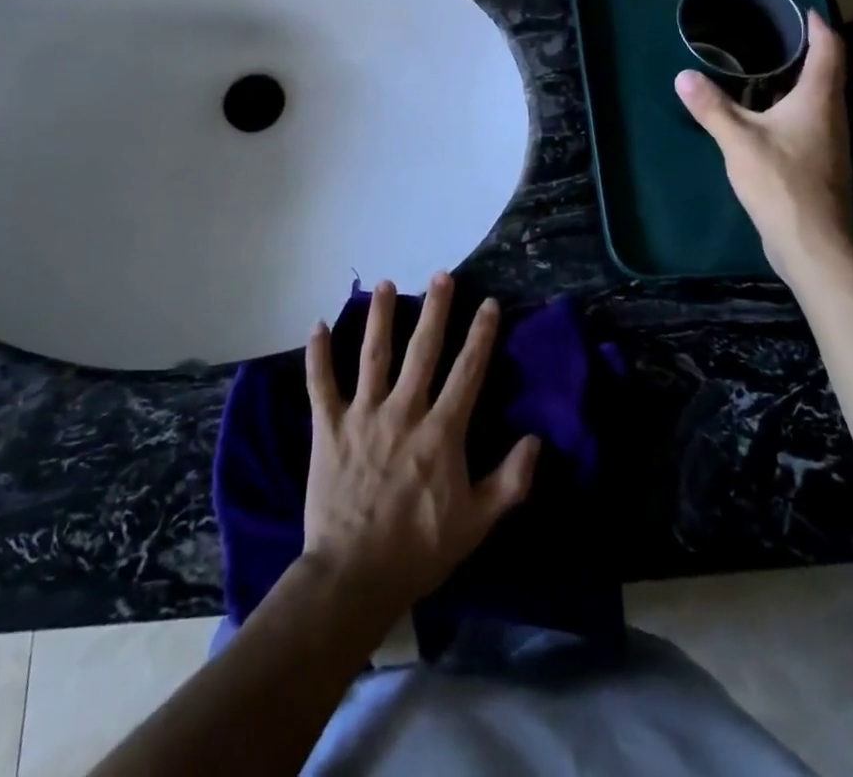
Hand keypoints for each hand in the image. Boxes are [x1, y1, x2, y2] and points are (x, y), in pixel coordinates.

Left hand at [300, 274, 540, 626]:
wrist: (354, 576)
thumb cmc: (420, 550)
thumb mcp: (477, 523)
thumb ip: (510, 481)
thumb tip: (536, 439)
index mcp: (441, 432)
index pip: (467, 372)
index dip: (481, 335)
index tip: (489, 304)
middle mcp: (403, 411)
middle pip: (422, 350)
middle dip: (436, 310)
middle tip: (442, 275)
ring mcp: (362, 415)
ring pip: (372, 354)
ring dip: (380, 317)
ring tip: (386, 284)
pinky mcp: (328, 427)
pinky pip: (321, 384)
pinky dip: (317, 355)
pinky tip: (316, 325)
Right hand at [675, 9, 852, 281]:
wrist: (812, 242)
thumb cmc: (781, 182)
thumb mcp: (738, 141)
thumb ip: (712, 107)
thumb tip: (684, 76)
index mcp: (818, 101)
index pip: (829, 50)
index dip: (818, 27)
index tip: (803, 10)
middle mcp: (831, 115)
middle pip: (826, 73)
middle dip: (805, 51)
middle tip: (772, 35)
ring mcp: (828, 141)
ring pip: (816, 99)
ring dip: (796, 81)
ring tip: (763, 69)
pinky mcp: (819, 163)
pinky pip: (807, 121)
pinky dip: (788, 107)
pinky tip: (762, 115)